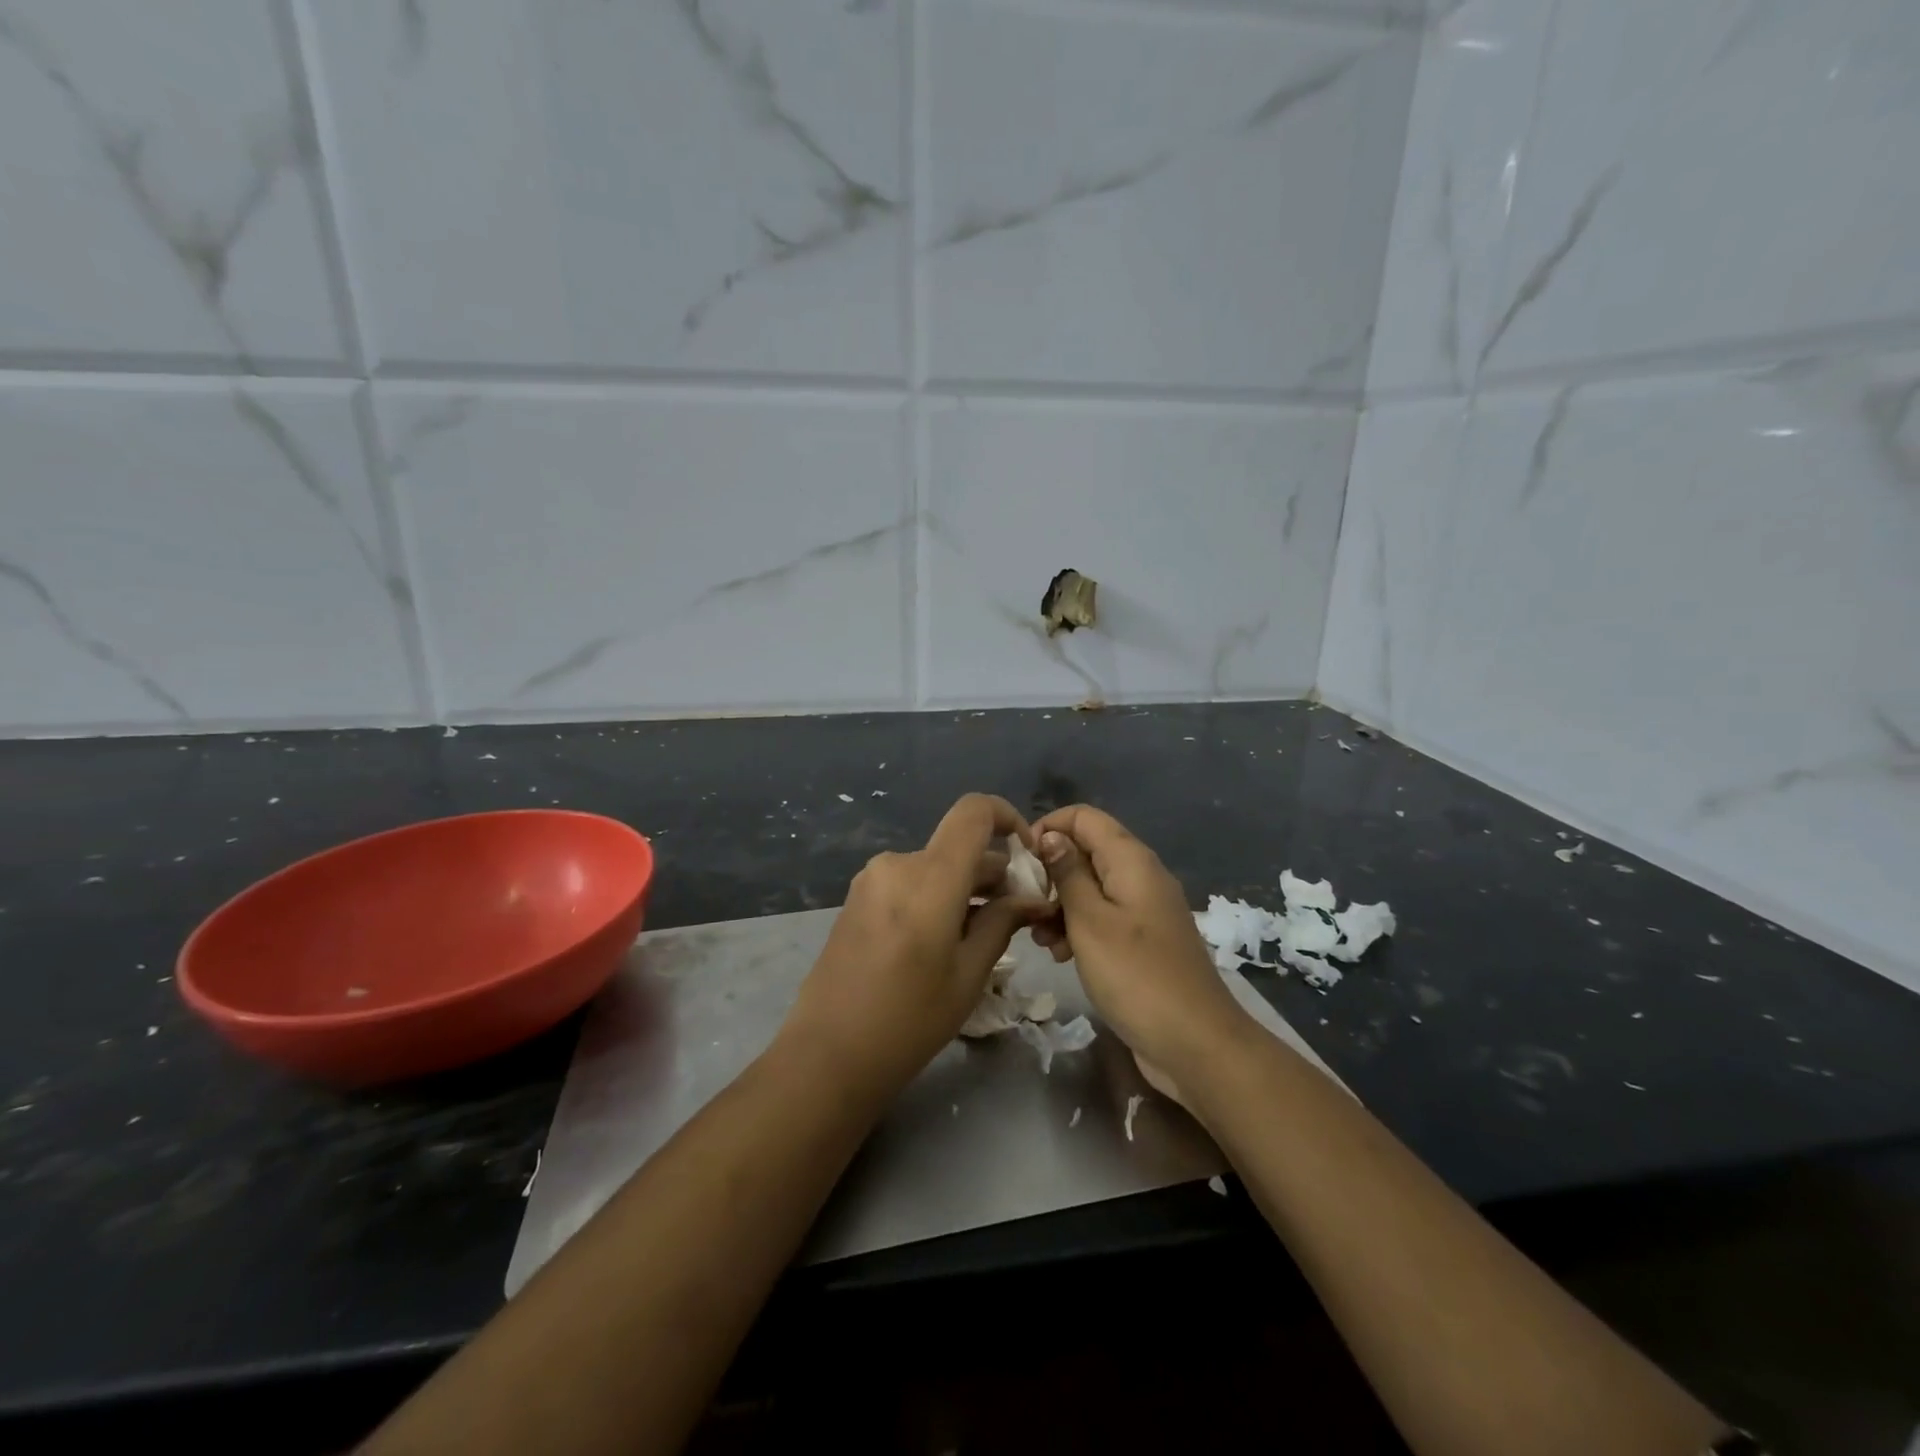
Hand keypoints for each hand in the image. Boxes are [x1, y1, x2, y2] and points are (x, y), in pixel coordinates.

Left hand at [780, 794, 1054, 1098]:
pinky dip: (935, 897)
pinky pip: (909, 882)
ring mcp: (871, 879)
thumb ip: (1002, 923)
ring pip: (934, 866)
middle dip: (993, 872)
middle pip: (957, 846)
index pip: (974, 811)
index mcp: (929, 877)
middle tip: (1018, 915)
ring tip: (982, 935)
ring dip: (964, 888)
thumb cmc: (908, 1020)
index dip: (1007, 818)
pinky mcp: (857, 898)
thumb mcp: (968, 975)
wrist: (827, 1055)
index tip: (1027, 856)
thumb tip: (1031, 898)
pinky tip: (942, 940)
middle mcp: (897, 864)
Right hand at [1030, 805, 1252, 1088]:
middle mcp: (1140, 875)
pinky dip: (1079, 928)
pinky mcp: (1143, 939)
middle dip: (1051, 874)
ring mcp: (1144, 909)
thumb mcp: (1090, 921)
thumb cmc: (1136, 976)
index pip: (1083, 817)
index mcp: (1131, 860)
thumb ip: (1067, 873)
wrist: (1196, 1044)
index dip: (1048, 828)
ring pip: (1091, 887)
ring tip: (1041, 939)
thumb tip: (1049, 835)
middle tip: (1027, 907)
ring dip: (1060, 906)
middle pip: (1086, 851)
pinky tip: (1061, 956)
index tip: (1020, 862)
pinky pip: (1104, 917)